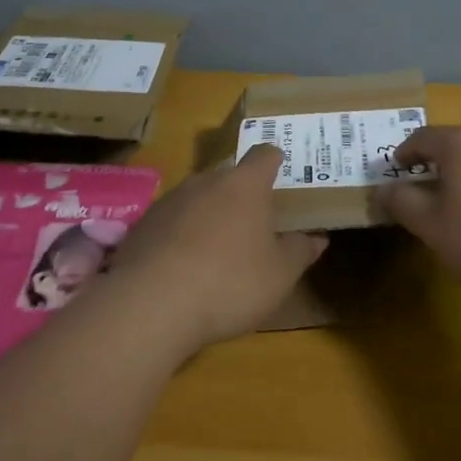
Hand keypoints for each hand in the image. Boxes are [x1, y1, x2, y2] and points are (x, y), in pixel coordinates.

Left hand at [106, 145, 325, 350]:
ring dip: (210, 216)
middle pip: (229, 178)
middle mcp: (205, 181)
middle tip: (254, 224)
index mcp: (244, 185)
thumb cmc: (230, 282)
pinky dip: (181, 237)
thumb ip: (300, 251)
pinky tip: (184, 268)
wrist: (151, 305)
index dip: (275, 161)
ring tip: (218, 251)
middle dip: (242, 196)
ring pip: (198, 199)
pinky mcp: (142, 225)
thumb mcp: (279, 275)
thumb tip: (318, 238)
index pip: (264, 155)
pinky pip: (171, 222)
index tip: (283, 173)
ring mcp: (169, 200)